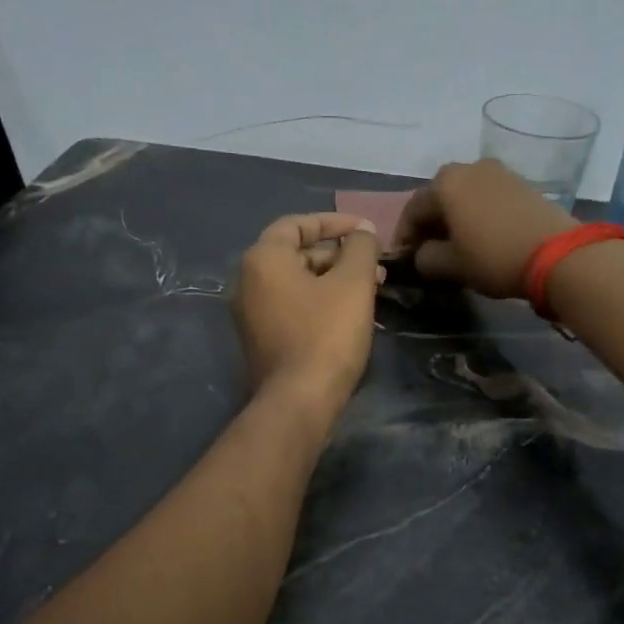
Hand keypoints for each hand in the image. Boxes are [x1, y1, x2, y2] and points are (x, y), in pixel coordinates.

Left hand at [232, 212, 383, 414]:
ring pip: (298, 284)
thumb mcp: (353, 283)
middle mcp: (248, 282)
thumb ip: (360, 248)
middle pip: (297, 255)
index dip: (334, 222)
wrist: (299, 400)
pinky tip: (350, 315)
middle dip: (339, 256)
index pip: (297, 224)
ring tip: (371, 291)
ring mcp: (251, 314)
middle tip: (375, 267)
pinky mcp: (262, 340)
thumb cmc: (327, 334)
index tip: (365, 231)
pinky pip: (293, 308)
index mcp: (263, 259)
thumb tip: (363, 231)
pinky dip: (320, 302)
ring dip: (334, 281)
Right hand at [390, 159, 577, 298]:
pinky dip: (476, 214)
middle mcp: (468, 168)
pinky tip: (480, 236)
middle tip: (427, 251)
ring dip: (454, 218)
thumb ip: (426, 258)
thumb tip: (423, 253)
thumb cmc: (493, 257)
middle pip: (439, 197)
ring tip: (454, 245)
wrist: (557, 254)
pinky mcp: (521, 183)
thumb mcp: (451, 265)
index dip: (405, 236)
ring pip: (463, 196)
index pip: (413, 210)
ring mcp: (498, 172)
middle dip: (430, 224)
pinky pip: (486, 197)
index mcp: (444, 183)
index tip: (403, 258)